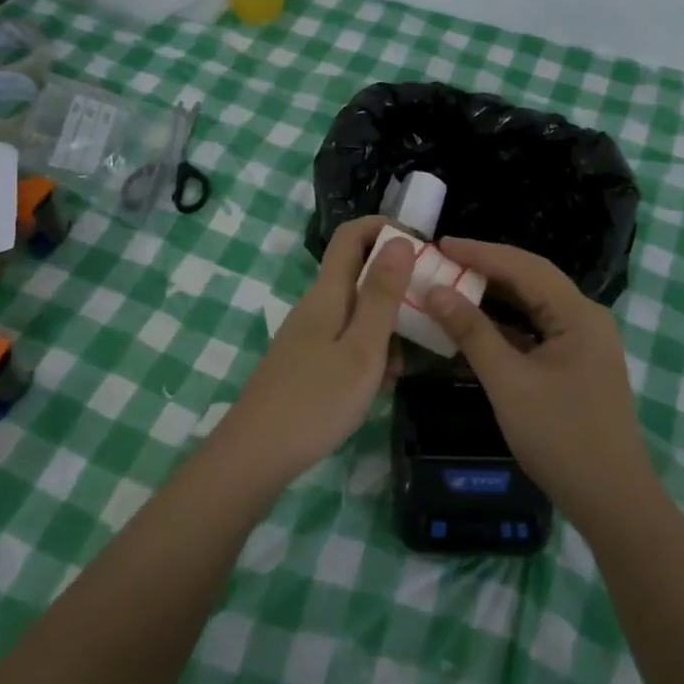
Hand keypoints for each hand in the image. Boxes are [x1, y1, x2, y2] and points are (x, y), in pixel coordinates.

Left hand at [217, 216, 414, 484]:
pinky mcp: (306, 361)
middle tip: (428, 308)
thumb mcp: (362, 348)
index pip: (352, 235)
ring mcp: (309, 334)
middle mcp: (317, 305)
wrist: (255, 455)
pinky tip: (380, 385)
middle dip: (396, 283)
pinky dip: (369, 351)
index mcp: (328, 293)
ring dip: (386, 325)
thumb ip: (382, 295)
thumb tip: (400, 240)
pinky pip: (346, 340)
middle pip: (358, 272)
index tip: (422, 247)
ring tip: (406, 363)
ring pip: (356, 311)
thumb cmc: (316, 401)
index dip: (385, 228)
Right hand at [424, 239, 654, 521]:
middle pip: (532, 280)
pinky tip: (478, 325)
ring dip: (495, 295)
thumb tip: (436, 291)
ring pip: (534, 305)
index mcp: (578, 313)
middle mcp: (586, 318)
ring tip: (454, 284)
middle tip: (442, 260)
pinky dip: (507, 324)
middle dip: (487, 268)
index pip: (524, 267)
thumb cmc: (560, 437)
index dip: (480, 252)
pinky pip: (538, 330)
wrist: (612, 500)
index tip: (439, 243)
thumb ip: (472, 332)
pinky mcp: (578, 364)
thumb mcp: (508, 382)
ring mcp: (585, 342)